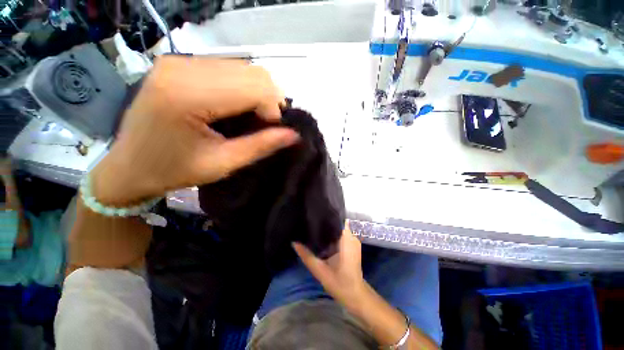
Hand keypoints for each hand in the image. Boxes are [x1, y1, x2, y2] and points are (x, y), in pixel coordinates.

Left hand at [91, 57, 298, 205]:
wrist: (130, 165)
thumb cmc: (174, 170)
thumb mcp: (223, 163)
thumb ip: (261, 146)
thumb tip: (294, 134)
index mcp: (187, 95)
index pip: (255, 86)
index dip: (273, 108)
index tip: (270, 130)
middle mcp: (182, 67)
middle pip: (252, 72)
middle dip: (268, 100)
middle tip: (262, 124)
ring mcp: (179, 61)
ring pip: (244, 68)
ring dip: (257, 94)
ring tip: (250, 118)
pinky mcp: (180, 63)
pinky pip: (228, 68)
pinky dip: (243, 88)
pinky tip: (235, 107)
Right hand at [293, 221, 366, 310]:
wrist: (356, 295)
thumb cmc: (339, 282)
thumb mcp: (319, 270)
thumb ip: (306, 255)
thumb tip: (294, 242)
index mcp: (346, 239)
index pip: (337, 219)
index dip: (326, 215)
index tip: (314, 214)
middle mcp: (352, 236)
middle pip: (338, 222)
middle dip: (326, 221)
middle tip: (311, 220)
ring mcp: (354, 240)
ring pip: (339, 228)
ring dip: (329, 228)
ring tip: (315, 225)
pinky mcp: (353, 245)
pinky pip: (341, 234)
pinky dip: (332, 234)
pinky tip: (322, 237)